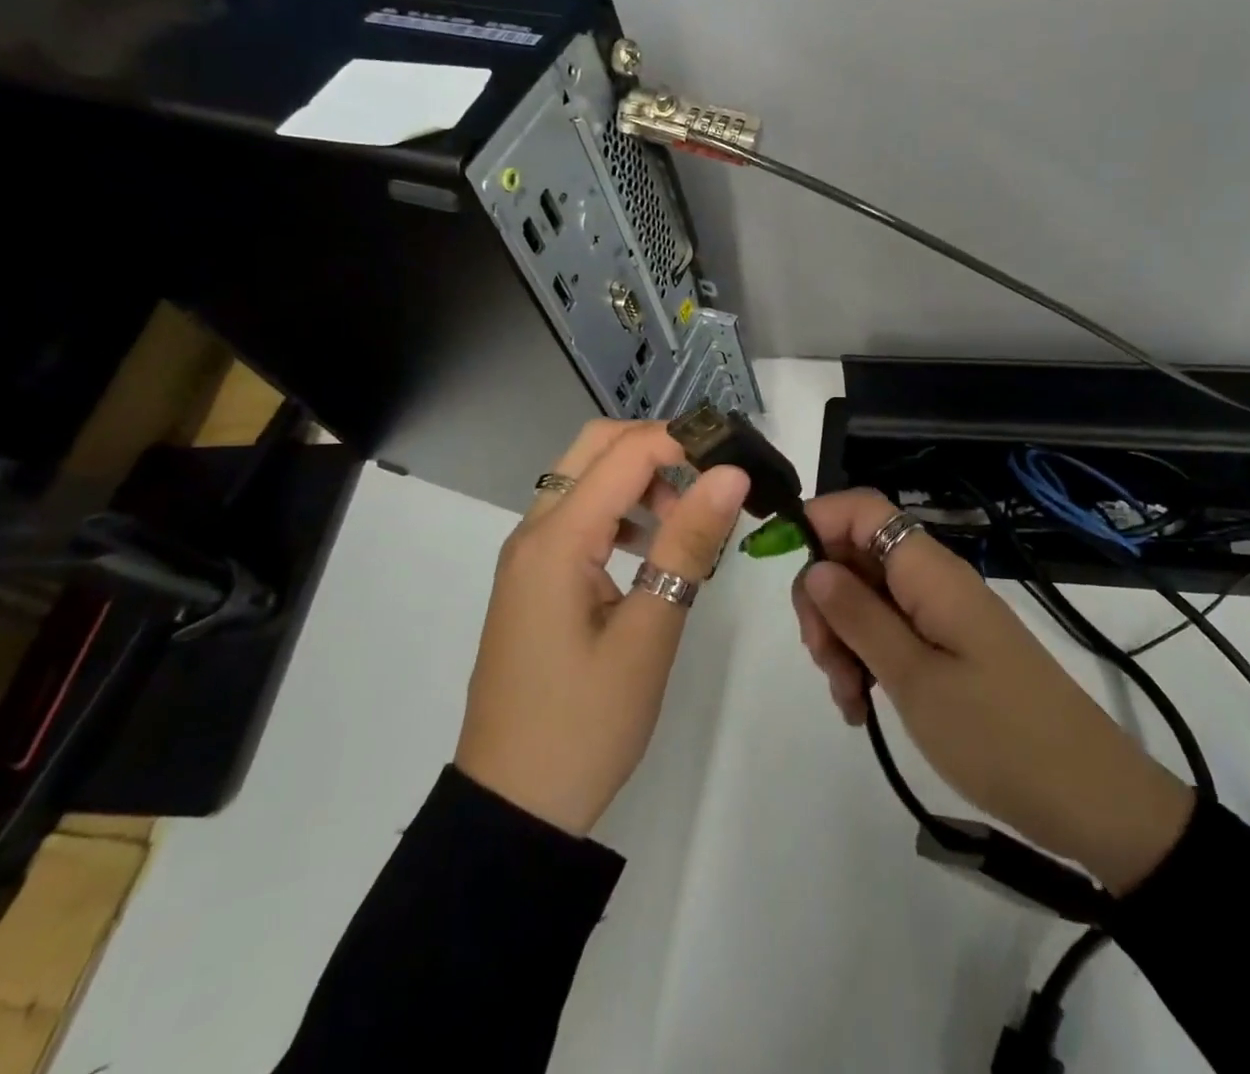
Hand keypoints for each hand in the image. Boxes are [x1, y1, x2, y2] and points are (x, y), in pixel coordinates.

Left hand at [456, 420, 749, 837]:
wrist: (513, 807)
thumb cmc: (585, 725)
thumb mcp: (649, 633)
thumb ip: (688, 545)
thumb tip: (730, 474)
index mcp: (556, 540)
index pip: (625, 452)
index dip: (684, 442)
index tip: (736, 461)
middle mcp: (533, 532)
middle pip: (595, 448)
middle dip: (658, 448)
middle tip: (712, 480)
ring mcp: (529, 556)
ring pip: (586, 480)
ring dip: (640, 481)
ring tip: (690, 525)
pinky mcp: (535, 579)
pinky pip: (579, 518)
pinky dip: (621, 513)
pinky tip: (654, 553)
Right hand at [791, 490, 1194, 892]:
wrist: (1090, 799)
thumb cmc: (997, 734)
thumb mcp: (914, 679)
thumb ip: (859, 616)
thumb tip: (814, 565)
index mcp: (929, 571)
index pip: (863, 509)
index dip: (817, 523)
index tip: (785, 575)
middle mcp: (934, 580)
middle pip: (858, 555)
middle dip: (825, 599)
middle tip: (824, 660)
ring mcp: (944, 614)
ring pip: (870, 598)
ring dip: (844, 639)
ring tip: (849, 698)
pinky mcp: (951, 647)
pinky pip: (894, 632)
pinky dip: (869, 660)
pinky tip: (863, 707)